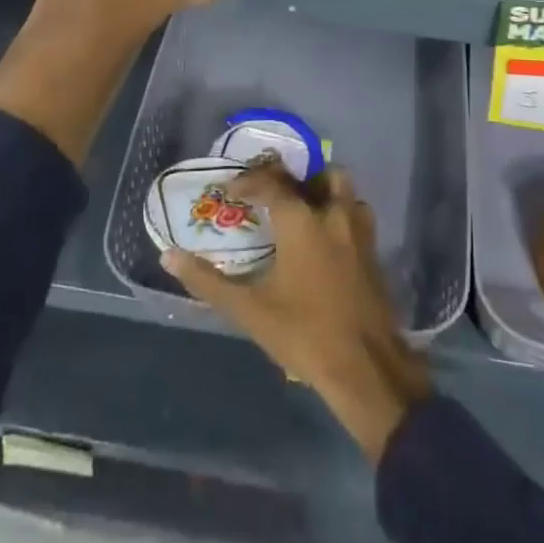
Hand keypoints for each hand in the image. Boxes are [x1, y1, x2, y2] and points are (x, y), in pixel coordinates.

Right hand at [163, 166, 431, 461]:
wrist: (366, 367)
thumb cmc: (304, 334)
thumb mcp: (250, 310)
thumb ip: (208, 281)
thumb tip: (169, 256)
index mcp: (302, 221)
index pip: (271, 183)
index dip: (249, 181)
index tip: (231, 190)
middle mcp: (333, 213)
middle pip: (317, 174)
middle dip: (293, 177)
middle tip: (272, 193)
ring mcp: (359, 230)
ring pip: (343, 189)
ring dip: (323, 189)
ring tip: (301, 208)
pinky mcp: (374, 250)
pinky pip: (356, 213)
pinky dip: (340, 212)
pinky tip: (325, 238)